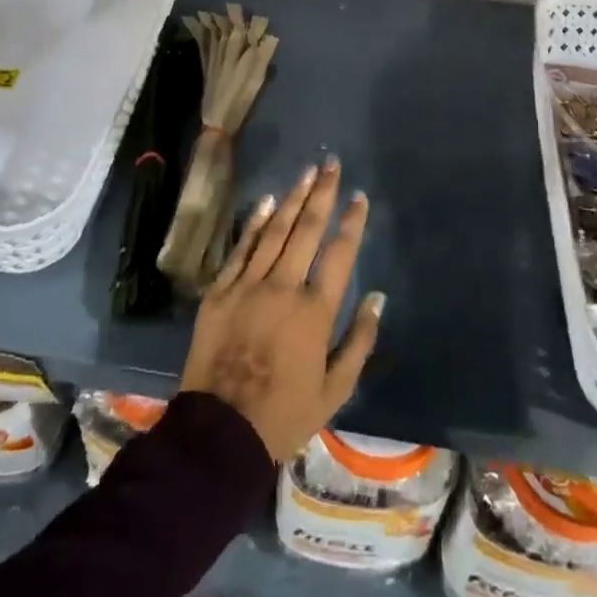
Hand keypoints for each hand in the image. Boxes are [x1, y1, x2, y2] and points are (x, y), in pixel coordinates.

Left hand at [179, 159, 384, 461]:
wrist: (220, 432)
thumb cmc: (285, 414)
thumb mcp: (335, 389)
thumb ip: (360, 341)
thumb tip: (377, 298)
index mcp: (314, 312)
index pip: (339, 254)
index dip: (352, 222)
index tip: (359, 197)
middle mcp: (283, 287)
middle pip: (306, 230)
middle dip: (321, 193)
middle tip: (331, 164)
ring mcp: (248, 285)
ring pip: (275, 231)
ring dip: (292, 199)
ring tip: (306, 172)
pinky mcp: (220, 291)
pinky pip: (241, 249)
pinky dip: (255, 224)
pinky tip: (267, 202)